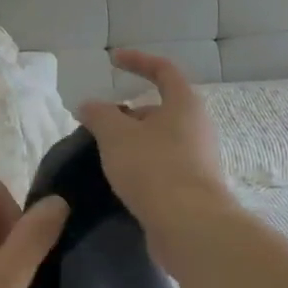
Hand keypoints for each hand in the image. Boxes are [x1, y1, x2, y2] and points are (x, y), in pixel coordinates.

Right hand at [77, 51, 233, 244]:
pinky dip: (140, 167)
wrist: (190, 226)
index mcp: (184, 104)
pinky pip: (162, 167)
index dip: (138, 61)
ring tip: (103, 155)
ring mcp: (198, 159)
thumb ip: (99, 115)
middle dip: (127, 114)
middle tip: (99, 126)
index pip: (163, 70)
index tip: (113, 61)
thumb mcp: (115, 135)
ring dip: (132, 143)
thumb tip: (89, 105)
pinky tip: (120, 181)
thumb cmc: (154, 168)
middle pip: (159, 110)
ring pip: (159, 141)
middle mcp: (197, 127)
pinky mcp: (192, 188)